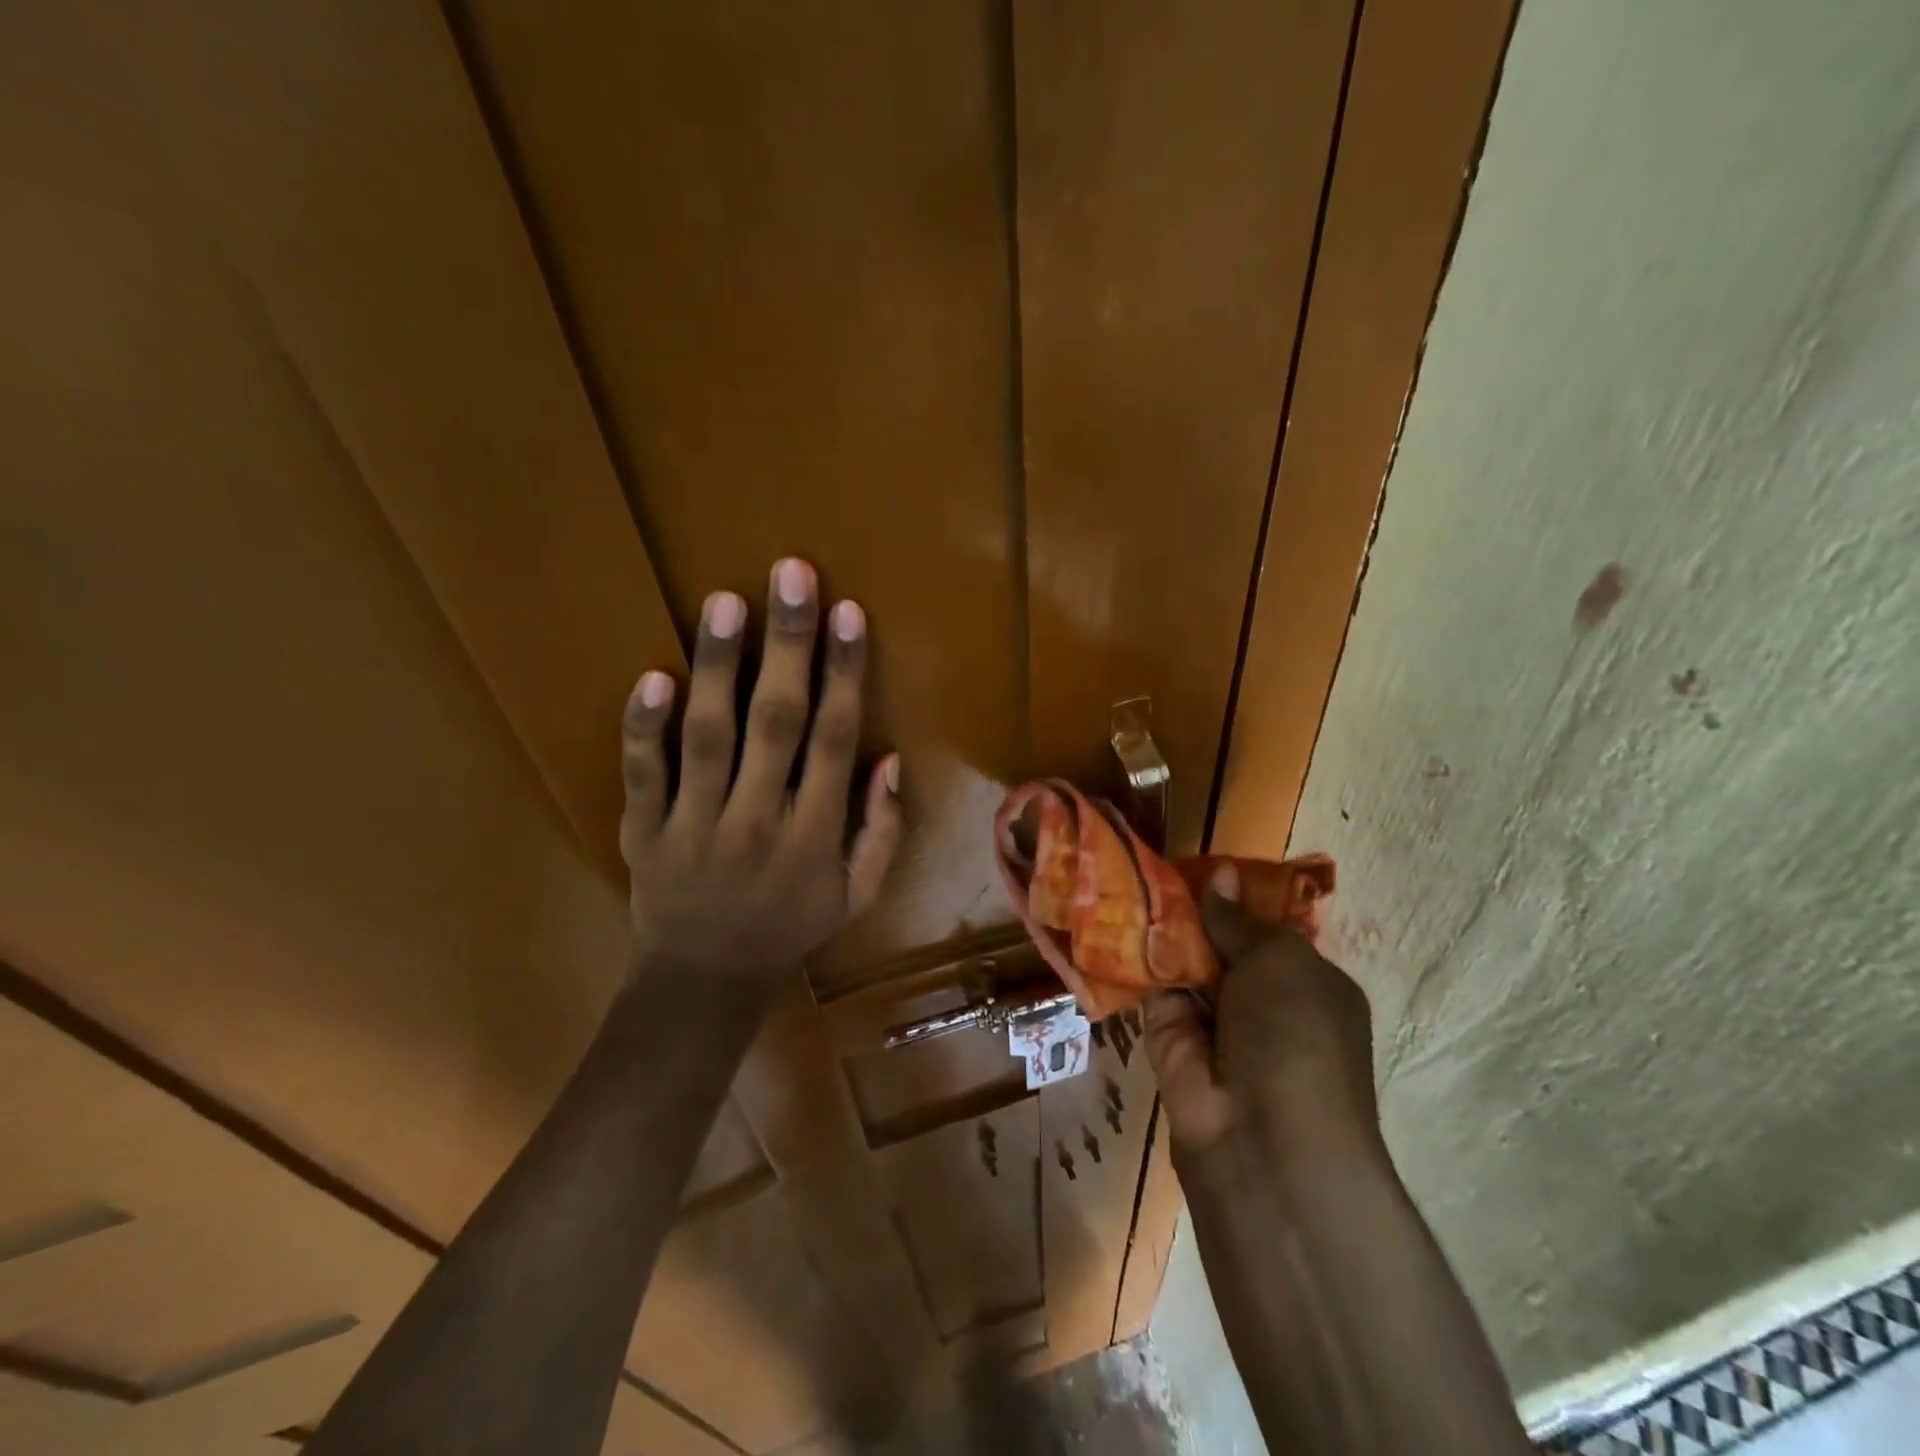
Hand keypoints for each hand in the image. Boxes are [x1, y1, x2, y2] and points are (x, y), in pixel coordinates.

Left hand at [618, 558, 903, 991]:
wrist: (703, 981)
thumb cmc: (790, 928)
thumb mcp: (857, 894)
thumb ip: (881, 829)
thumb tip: (890, 757)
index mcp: (814, 836)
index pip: (833, 741)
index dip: (844, 674)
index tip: (850, 614)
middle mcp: (758, 822)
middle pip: (776, 723)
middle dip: (788, 645)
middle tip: (791, 575)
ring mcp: (694, 825)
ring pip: (707, 736)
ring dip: (718, 666)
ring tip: (725, 601)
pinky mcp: (643, 831)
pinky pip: (642, 774)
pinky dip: (644, 727)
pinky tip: (654, 675)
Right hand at [1144, 863, 1377, 1173]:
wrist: (1264, 1140)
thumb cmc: (1296, 1034)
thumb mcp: (1280, 961)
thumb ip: (1239, 920)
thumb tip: (1221, 874)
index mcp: (1306, 983)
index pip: (1266, 931)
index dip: (1235, 898)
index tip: (1199, 863)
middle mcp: (1261, 1001)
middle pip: (1220, 944)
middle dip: (1191, 910)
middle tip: (1152, 865)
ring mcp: (1214, 1022)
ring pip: (1182, 963)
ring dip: (1159, 930)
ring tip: (1124, 877)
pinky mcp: (1168, 1039)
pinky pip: (1151, 988)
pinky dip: (1134, 959)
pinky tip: (1109, 917)